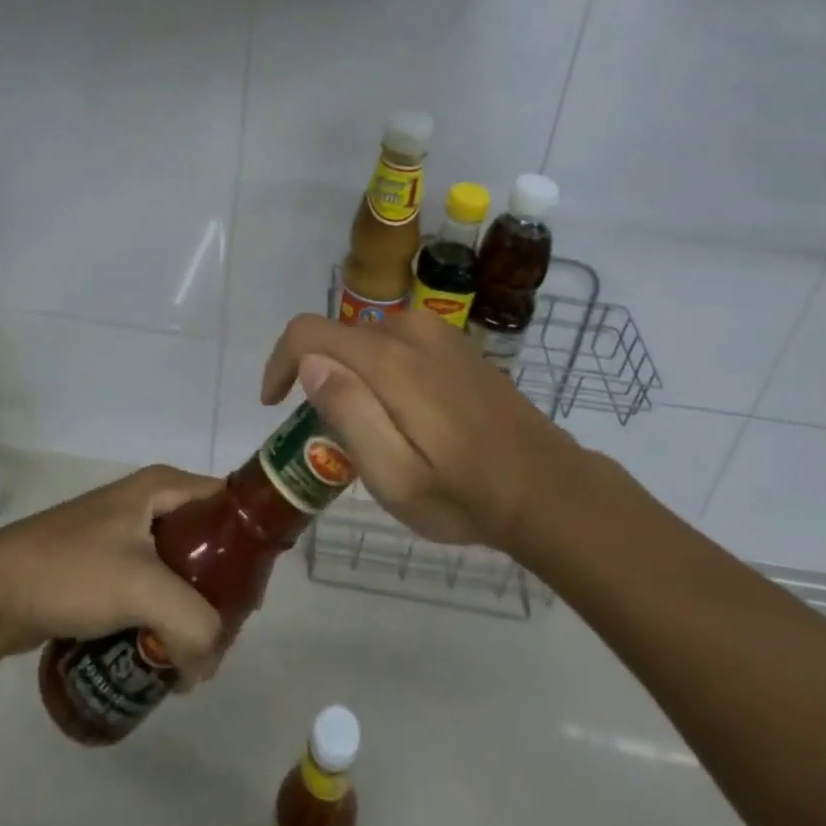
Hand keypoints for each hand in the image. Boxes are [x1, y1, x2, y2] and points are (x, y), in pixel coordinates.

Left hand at [0, 466, 226, 684]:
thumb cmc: (72, 571)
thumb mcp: (142, 589)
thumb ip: (194, 625)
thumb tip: (208, 667)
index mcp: (163, 486)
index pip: (227, 504)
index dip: (248, 544)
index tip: (253, 594)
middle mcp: (149, 501)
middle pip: (207, 541)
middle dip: (220, 588)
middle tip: (225, 633)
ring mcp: (125, 533)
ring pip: (179, 568)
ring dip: (191, 608)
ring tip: (195, 653)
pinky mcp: (106, 565)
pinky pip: (152, 587)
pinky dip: (163, 615)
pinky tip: (162, 651)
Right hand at [261, 310, 575, 551]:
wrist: (549, 489)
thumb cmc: (466, 495)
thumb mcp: (396, 477)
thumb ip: (349, 413)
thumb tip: (311, 363)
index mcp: (391, 360)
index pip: (308, 332)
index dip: (279, 362)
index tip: (276, 405)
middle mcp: (410, 330)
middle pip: (338, 337)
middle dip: (321, 379)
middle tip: (337, 440)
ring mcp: (438, 333)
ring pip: (367, 342)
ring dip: (354, 379)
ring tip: (376, 435)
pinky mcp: (456, 343)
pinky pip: (397, 344)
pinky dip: (382, 373)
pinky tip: (409, 419)